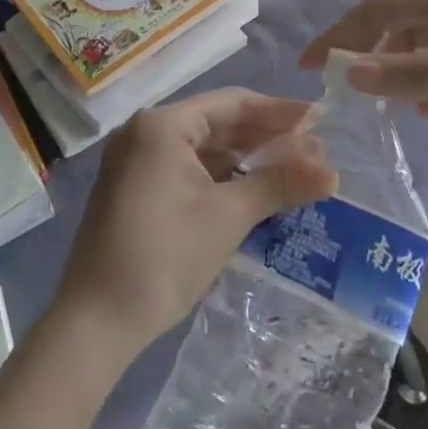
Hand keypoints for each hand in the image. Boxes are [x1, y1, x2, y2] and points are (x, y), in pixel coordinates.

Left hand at [50, 88, 337, 357]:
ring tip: (292, 168)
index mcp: (163, 125)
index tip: (320, 118)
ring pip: (204, 148)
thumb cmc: (163, 258)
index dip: (279, 111)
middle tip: (314, 147)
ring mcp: (137, 162)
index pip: (232, 104)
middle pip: (218, 123)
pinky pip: (188, 169)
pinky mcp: (136, 190)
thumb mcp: (227, 217)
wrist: (94, 325)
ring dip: (246, 158)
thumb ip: (279, 184)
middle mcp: (146, 132)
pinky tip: (253, 187)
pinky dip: (222, 176)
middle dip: (266, 136)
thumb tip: (333, 171)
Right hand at [301, 0, 427, 141]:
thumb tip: (349, 72)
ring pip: (419, 29)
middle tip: (335, 78)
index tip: (306, 68)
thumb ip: (417, 74)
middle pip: (394, 9)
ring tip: (384, 102)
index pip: (378, 7)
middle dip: (359, 40)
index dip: (338, 33)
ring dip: (393, 58)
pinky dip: (424, 69)